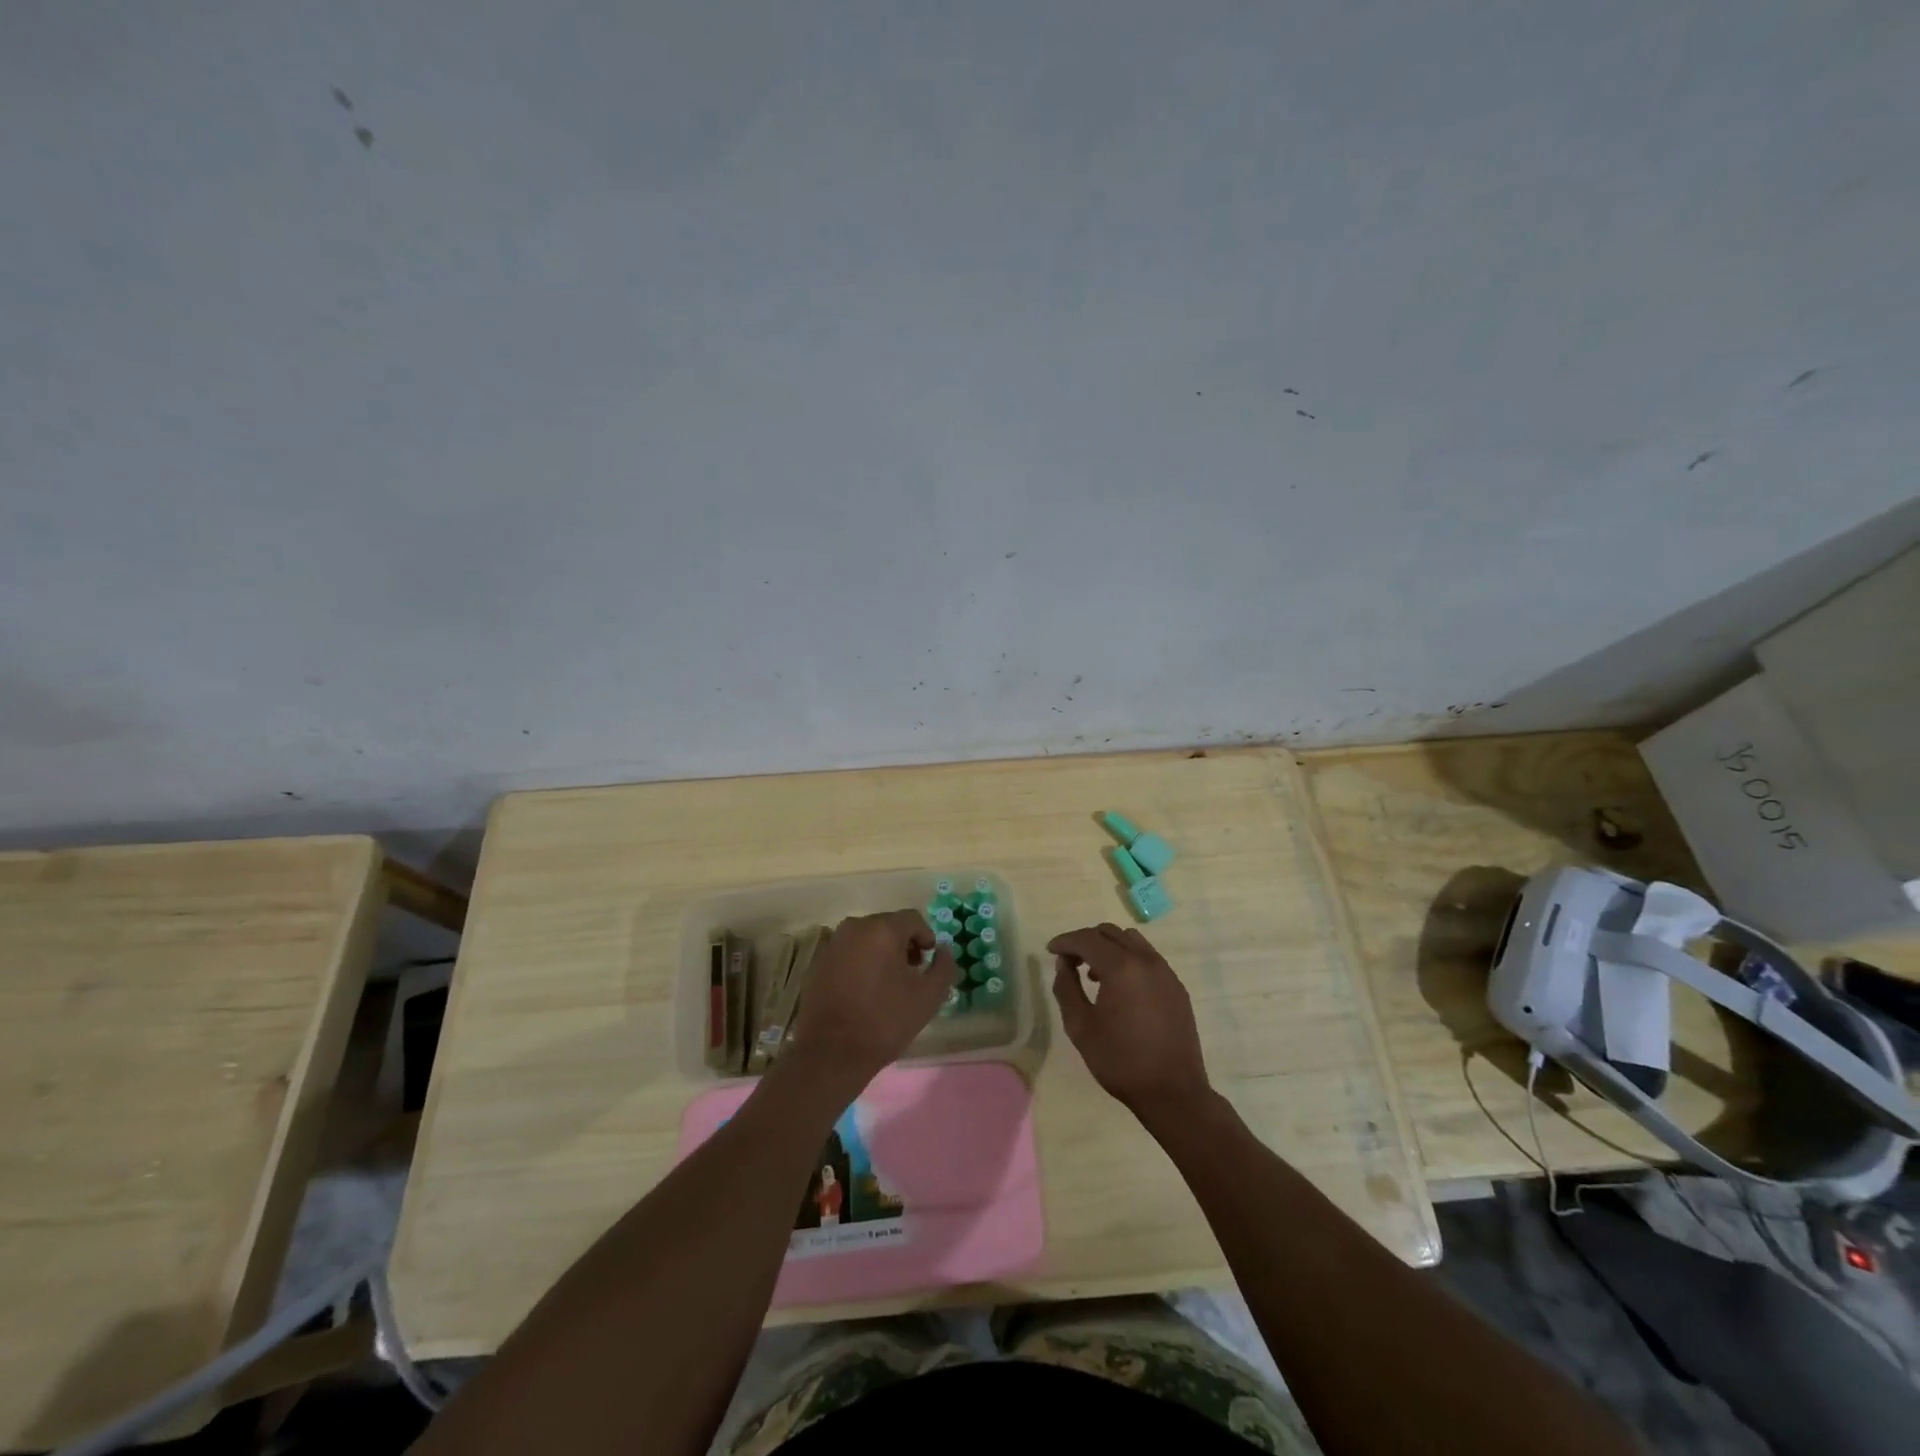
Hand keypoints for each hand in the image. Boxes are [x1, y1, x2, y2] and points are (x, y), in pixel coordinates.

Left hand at [786, 910, 958, 1088]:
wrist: (831, 1053)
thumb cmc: (885, 1021)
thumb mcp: (928, 997)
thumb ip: (944, 967)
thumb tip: (943, 950)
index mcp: (882, 929)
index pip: (913, 919)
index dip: (926, 938)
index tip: (928, 962)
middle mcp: (855, 927)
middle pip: (888, 926)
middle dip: (904, 945)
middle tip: (912, 973)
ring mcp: (833, 944)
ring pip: (867, 938)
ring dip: (882, 953)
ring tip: (889, 983)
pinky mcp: (819, 962)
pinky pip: (848, 952)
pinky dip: (861, 962)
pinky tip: (865, 990)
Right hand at [1049, 924, 1212, 1120]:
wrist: (1173, 1092)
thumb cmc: (1120, 1061)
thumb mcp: (1080, 1027)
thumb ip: (1066, 988)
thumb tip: (1064, 964)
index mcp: (1121, 967)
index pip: (1087, 939)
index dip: (1065, 941)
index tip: (1050, 950)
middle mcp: (1146, 960)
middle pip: (1110, 933)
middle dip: (1086, 941)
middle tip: (1070, 961)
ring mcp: (1166, 972)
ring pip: (1132, 941)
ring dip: (1109, 948)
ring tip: (1095, 973)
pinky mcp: (1177, 987)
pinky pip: (1148, 958)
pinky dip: (1129, 960)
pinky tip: (1121, 988)